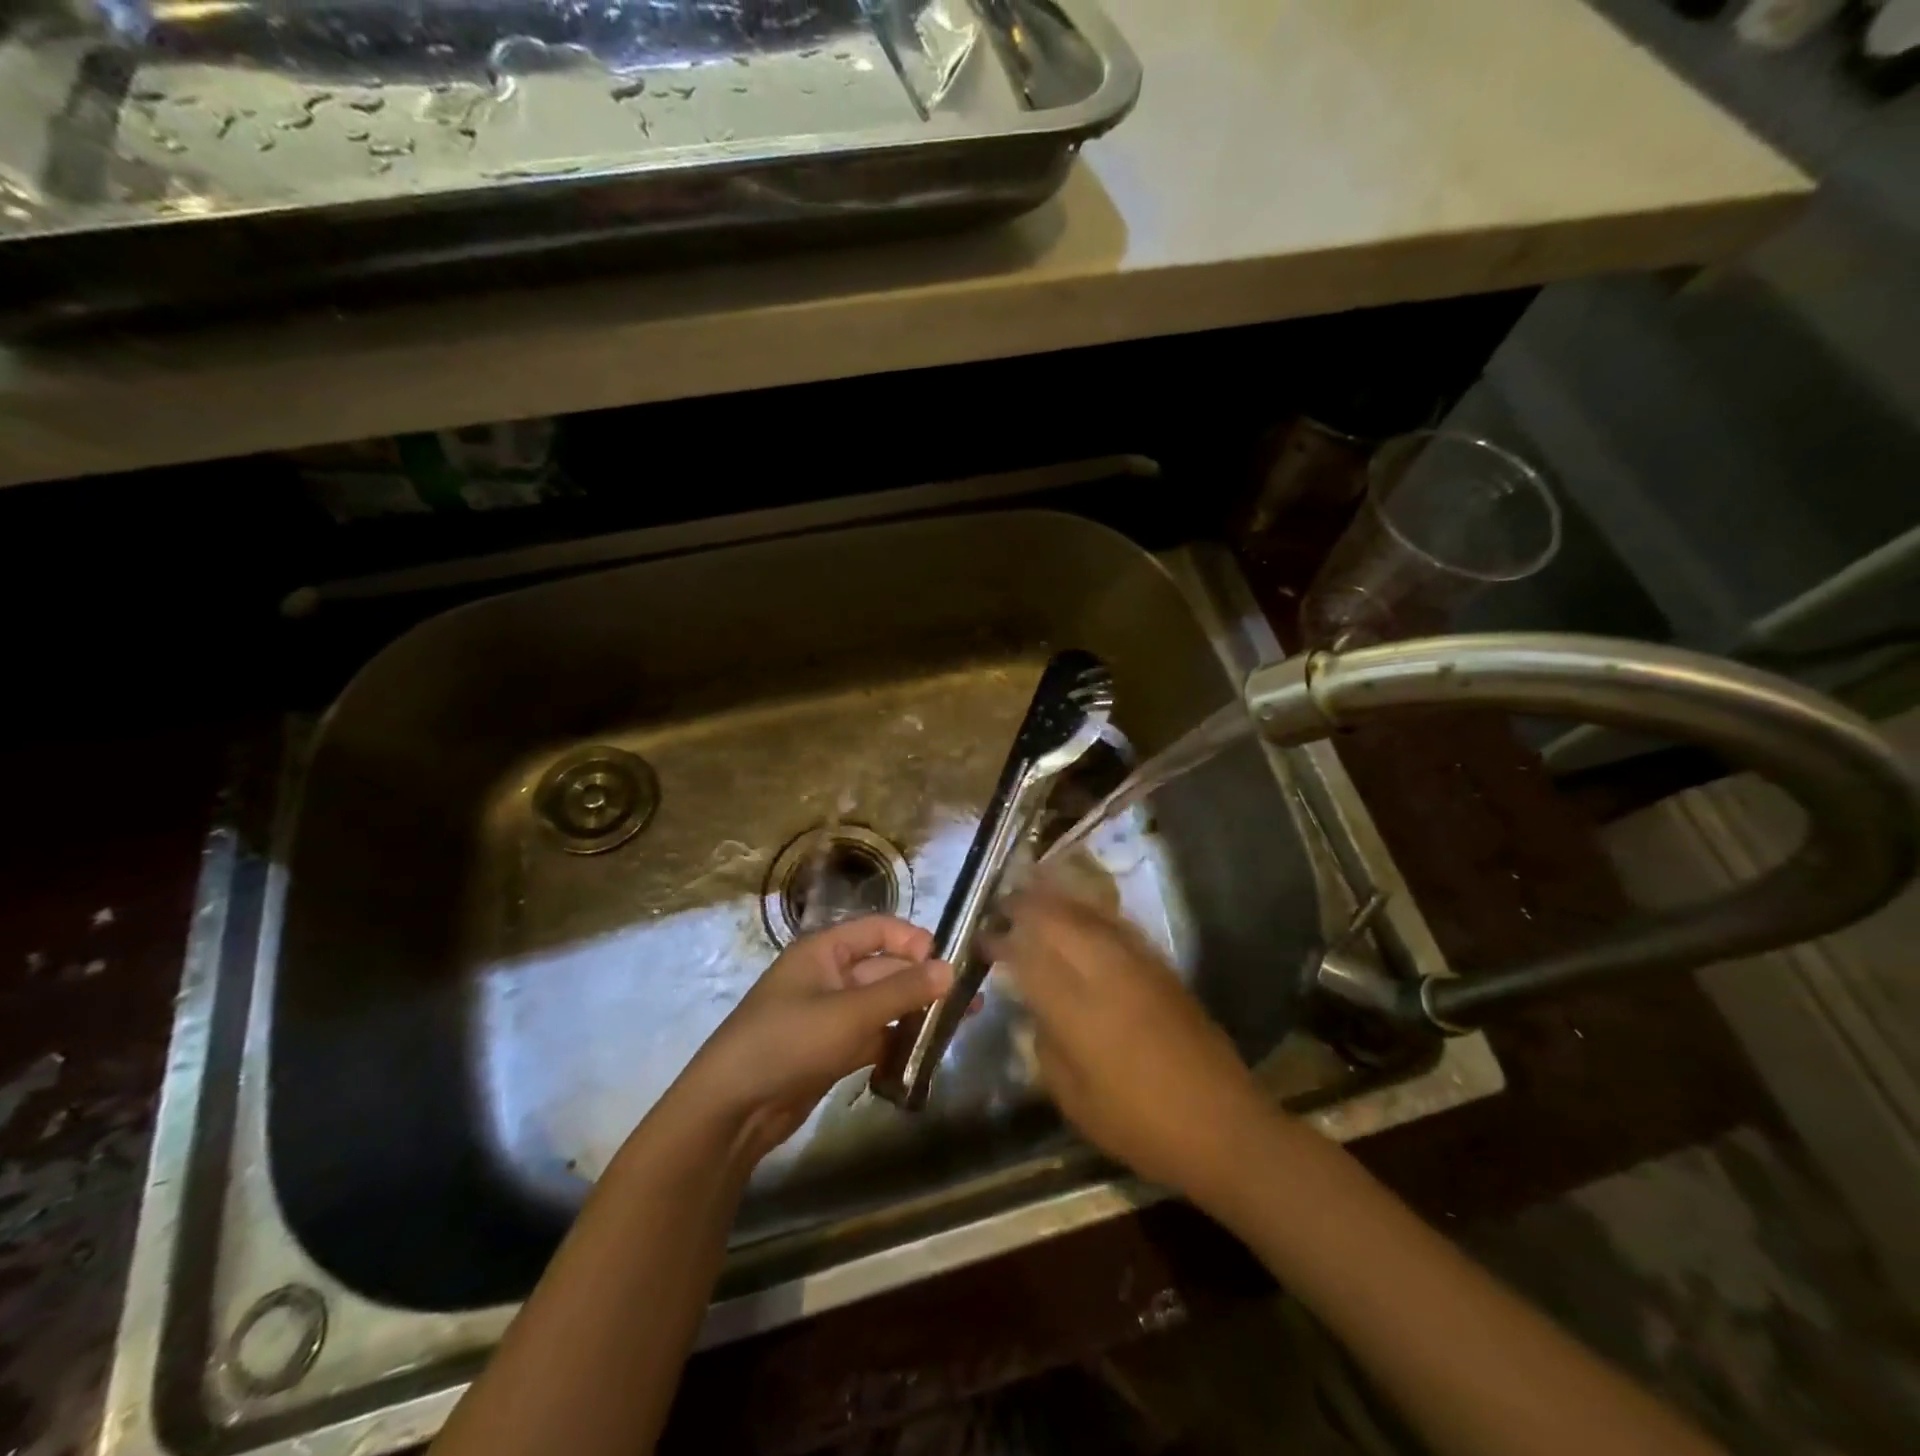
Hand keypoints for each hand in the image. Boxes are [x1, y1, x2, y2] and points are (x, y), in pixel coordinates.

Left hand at [674, 916, 953, 1163]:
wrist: (731, 1109)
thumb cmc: (788, 1042)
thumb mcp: (850, 1013)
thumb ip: (902, 991)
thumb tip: (951, 968)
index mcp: (825, 950)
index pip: (879, 930)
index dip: (914, 941)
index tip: (949, 963)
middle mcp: (829, 976)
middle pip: (885, 969)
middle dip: (924, 981)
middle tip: (969, 999)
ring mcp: (830, 1015)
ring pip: (883, 1005)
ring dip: (917, 1013)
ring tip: (961, 1024)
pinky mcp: (832, 1050)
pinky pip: (874, 1036)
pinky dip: (898, 1042)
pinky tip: (929, 1053)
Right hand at [988, 883, 1269, 1206]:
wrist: (1221, 1125)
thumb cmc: (1139, 1125)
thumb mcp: (1074, 1099)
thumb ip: (1046, 1046)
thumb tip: (1037, 1012)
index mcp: (1075, 1009)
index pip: (1027, 957)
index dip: (1001, 940)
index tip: (982, 935)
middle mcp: (1103, 973)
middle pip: (1056, 921)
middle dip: (1025, 906)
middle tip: (1003, 904)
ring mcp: (1136, 965)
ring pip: (1088, 915)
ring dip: (1056, 900)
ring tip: (1033, 892)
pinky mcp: (1161, 967)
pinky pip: (1116, 926)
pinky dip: (1090, 912)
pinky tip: (1081, 914)